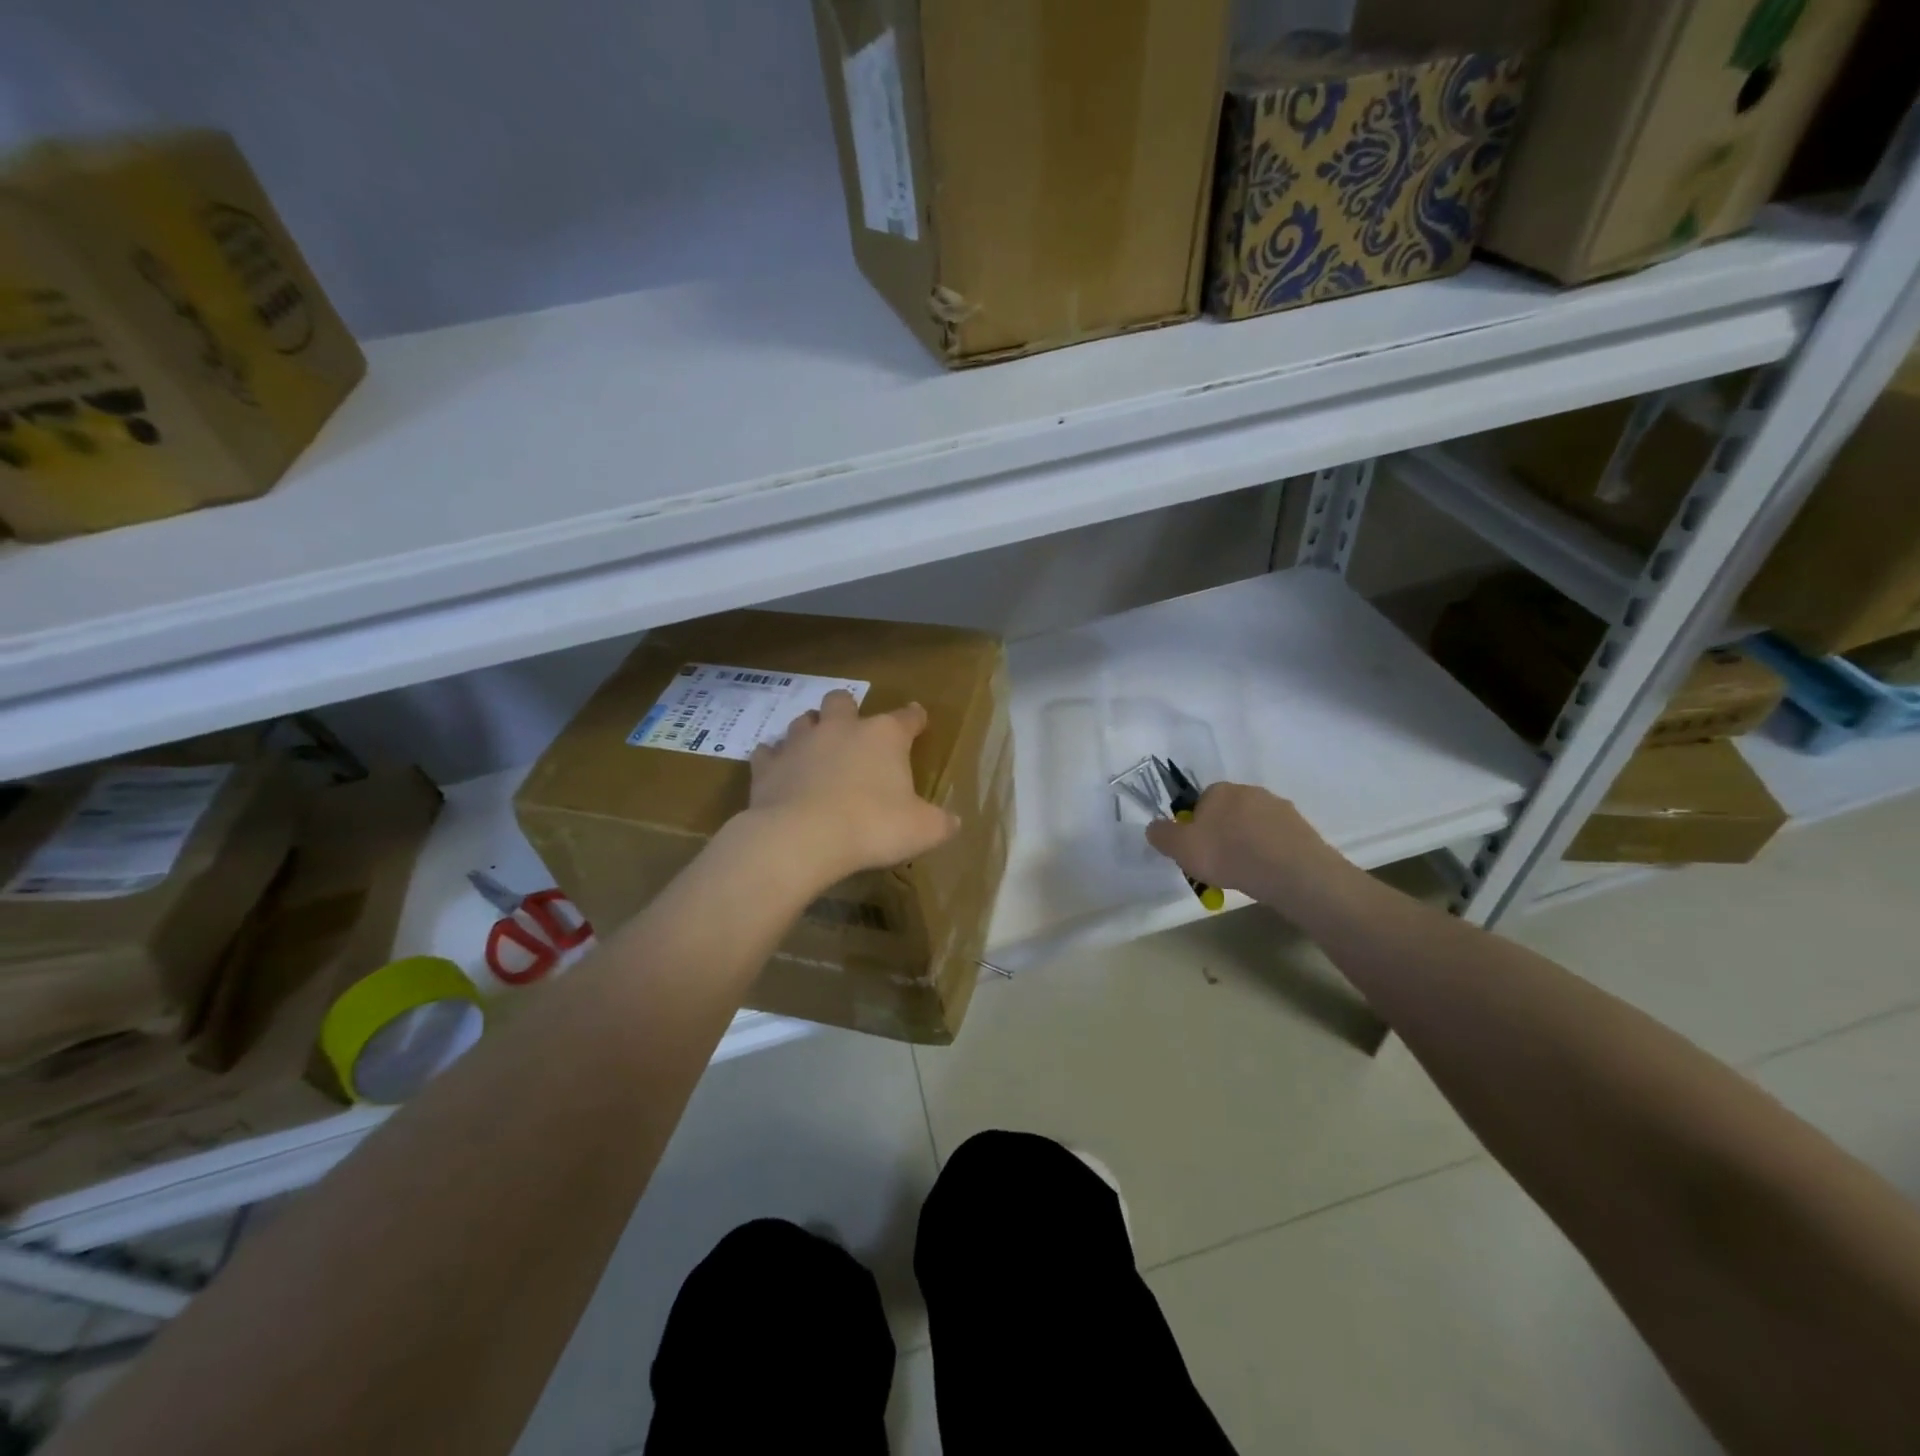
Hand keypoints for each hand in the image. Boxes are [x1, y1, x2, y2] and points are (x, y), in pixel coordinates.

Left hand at [746, 690, 959, 881]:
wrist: (802, 838)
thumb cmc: (872, 826)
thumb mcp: (922, 830)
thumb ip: (940, 823)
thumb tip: (953, 822)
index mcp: (883, 736)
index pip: (907, 717)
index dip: (915, 718)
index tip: (918, 720)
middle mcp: (841, 728)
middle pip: (843, 701)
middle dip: (848, 710)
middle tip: (852, 730)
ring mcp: (800, 743)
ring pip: (804, 721)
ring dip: (811, 731)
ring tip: (816, 750)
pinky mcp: (768, 765)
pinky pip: (769, 753)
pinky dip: (775, 759)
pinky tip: (779, 772)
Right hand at [1145, 783, 1346, 907]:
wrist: (1292, 871)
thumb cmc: (1228, 854)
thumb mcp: (1180, 848)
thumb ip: (1161, 835)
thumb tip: (1154, 827)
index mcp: (1220, 790)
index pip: (1200, 803)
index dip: (1195, 827)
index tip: (1197, 851)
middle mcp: (1250, 791)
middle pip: (1227, 813)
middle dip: (1222, 835)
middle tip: (1218, 865)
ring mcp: (1279, 808)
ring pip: (1253, 827)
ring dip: (1246, 844)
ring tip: (1245, 874)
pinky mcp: (1301, 828)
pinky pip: (1276, 840)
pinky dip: (1269, 854)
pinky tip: (1267, 874)